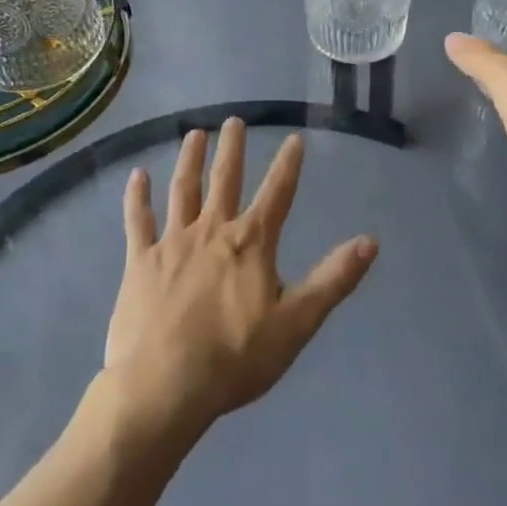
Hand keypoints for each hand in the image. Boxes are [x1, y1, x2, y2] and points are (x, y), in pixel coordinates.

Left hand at [104, 119, 377, 438]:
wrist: (165, 385)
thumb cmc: (236, 358)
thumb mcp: (297, 322)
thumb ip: (333, 279)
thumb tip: (370, 241)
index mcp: (250, 244)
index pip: (277, 194)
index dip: (288, 165)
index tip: (294, 138)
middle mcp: (211, 231)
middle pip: (225, 180)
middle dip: (231, 149)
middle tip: (232, 120)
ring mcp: (172, 243)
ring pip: (182, 190)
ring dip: (189, 160)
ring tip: (194, 134)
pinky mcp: (140, 261)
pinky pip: (138, 221)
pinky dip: (137, 197)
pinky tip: (136, 175)